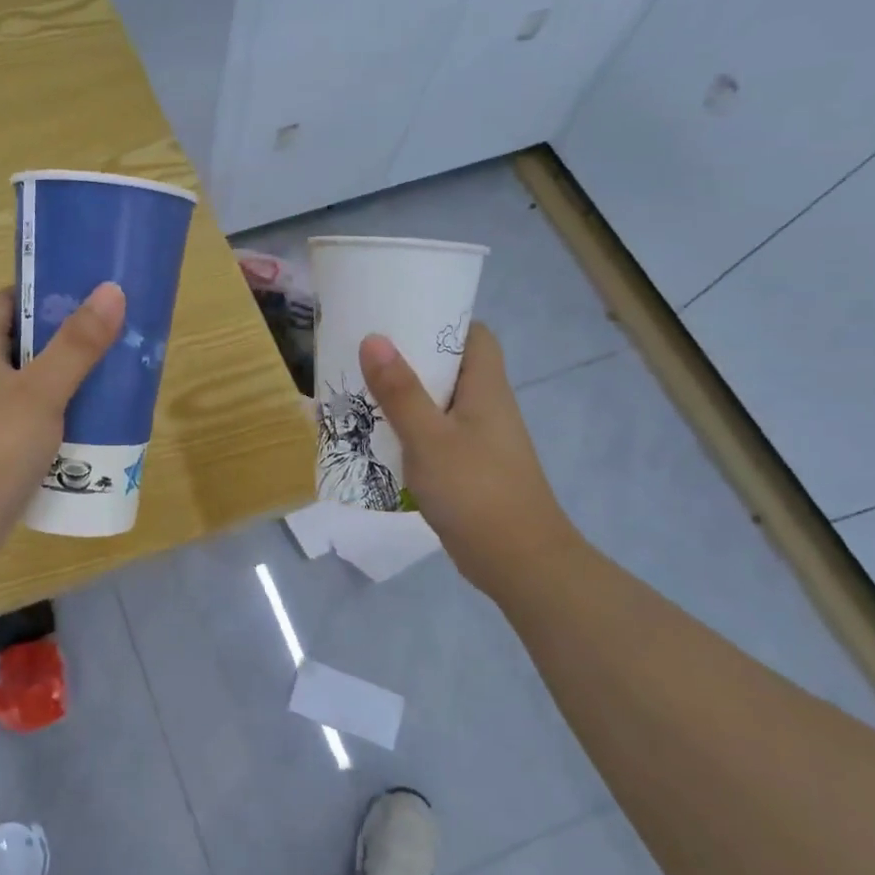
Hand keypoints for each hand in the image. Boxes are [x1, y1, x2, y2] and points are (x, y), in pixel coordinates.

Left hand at [0, 282, 125, 570]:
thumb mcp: (41, 392)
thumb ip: (77, 345)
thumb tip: (111, 290)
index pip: (8, 302)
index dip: (44, 292)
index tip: (88, 293)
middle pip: (23, 343)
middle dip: (66, 339)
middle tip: (113, 337)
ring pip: (29, 386)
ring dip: (66, 382)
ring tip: (112, 379)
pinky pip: (28, 421)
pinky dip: (56, 418)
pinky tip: (89, 427)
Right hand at [359, 324, 579, 595]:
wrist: (517, 560)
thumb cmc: (476, 490)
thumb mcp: (429, 437)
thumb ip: (400, 391)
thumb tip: (374, 338)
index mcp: (485, 388)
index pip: (474, 336)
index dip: (443, 320)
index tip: (402, 314)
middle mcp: (484, 407)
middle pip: (449, 367)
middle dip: (408, 358)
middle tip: (362, 350)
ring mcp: (476, 439)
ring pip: (436, 403)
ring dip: (402, 396)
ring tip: (357, 388)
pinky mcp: (465, 468)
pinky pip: (432, 435)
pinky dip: (406, 430)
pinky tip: (374, 436)